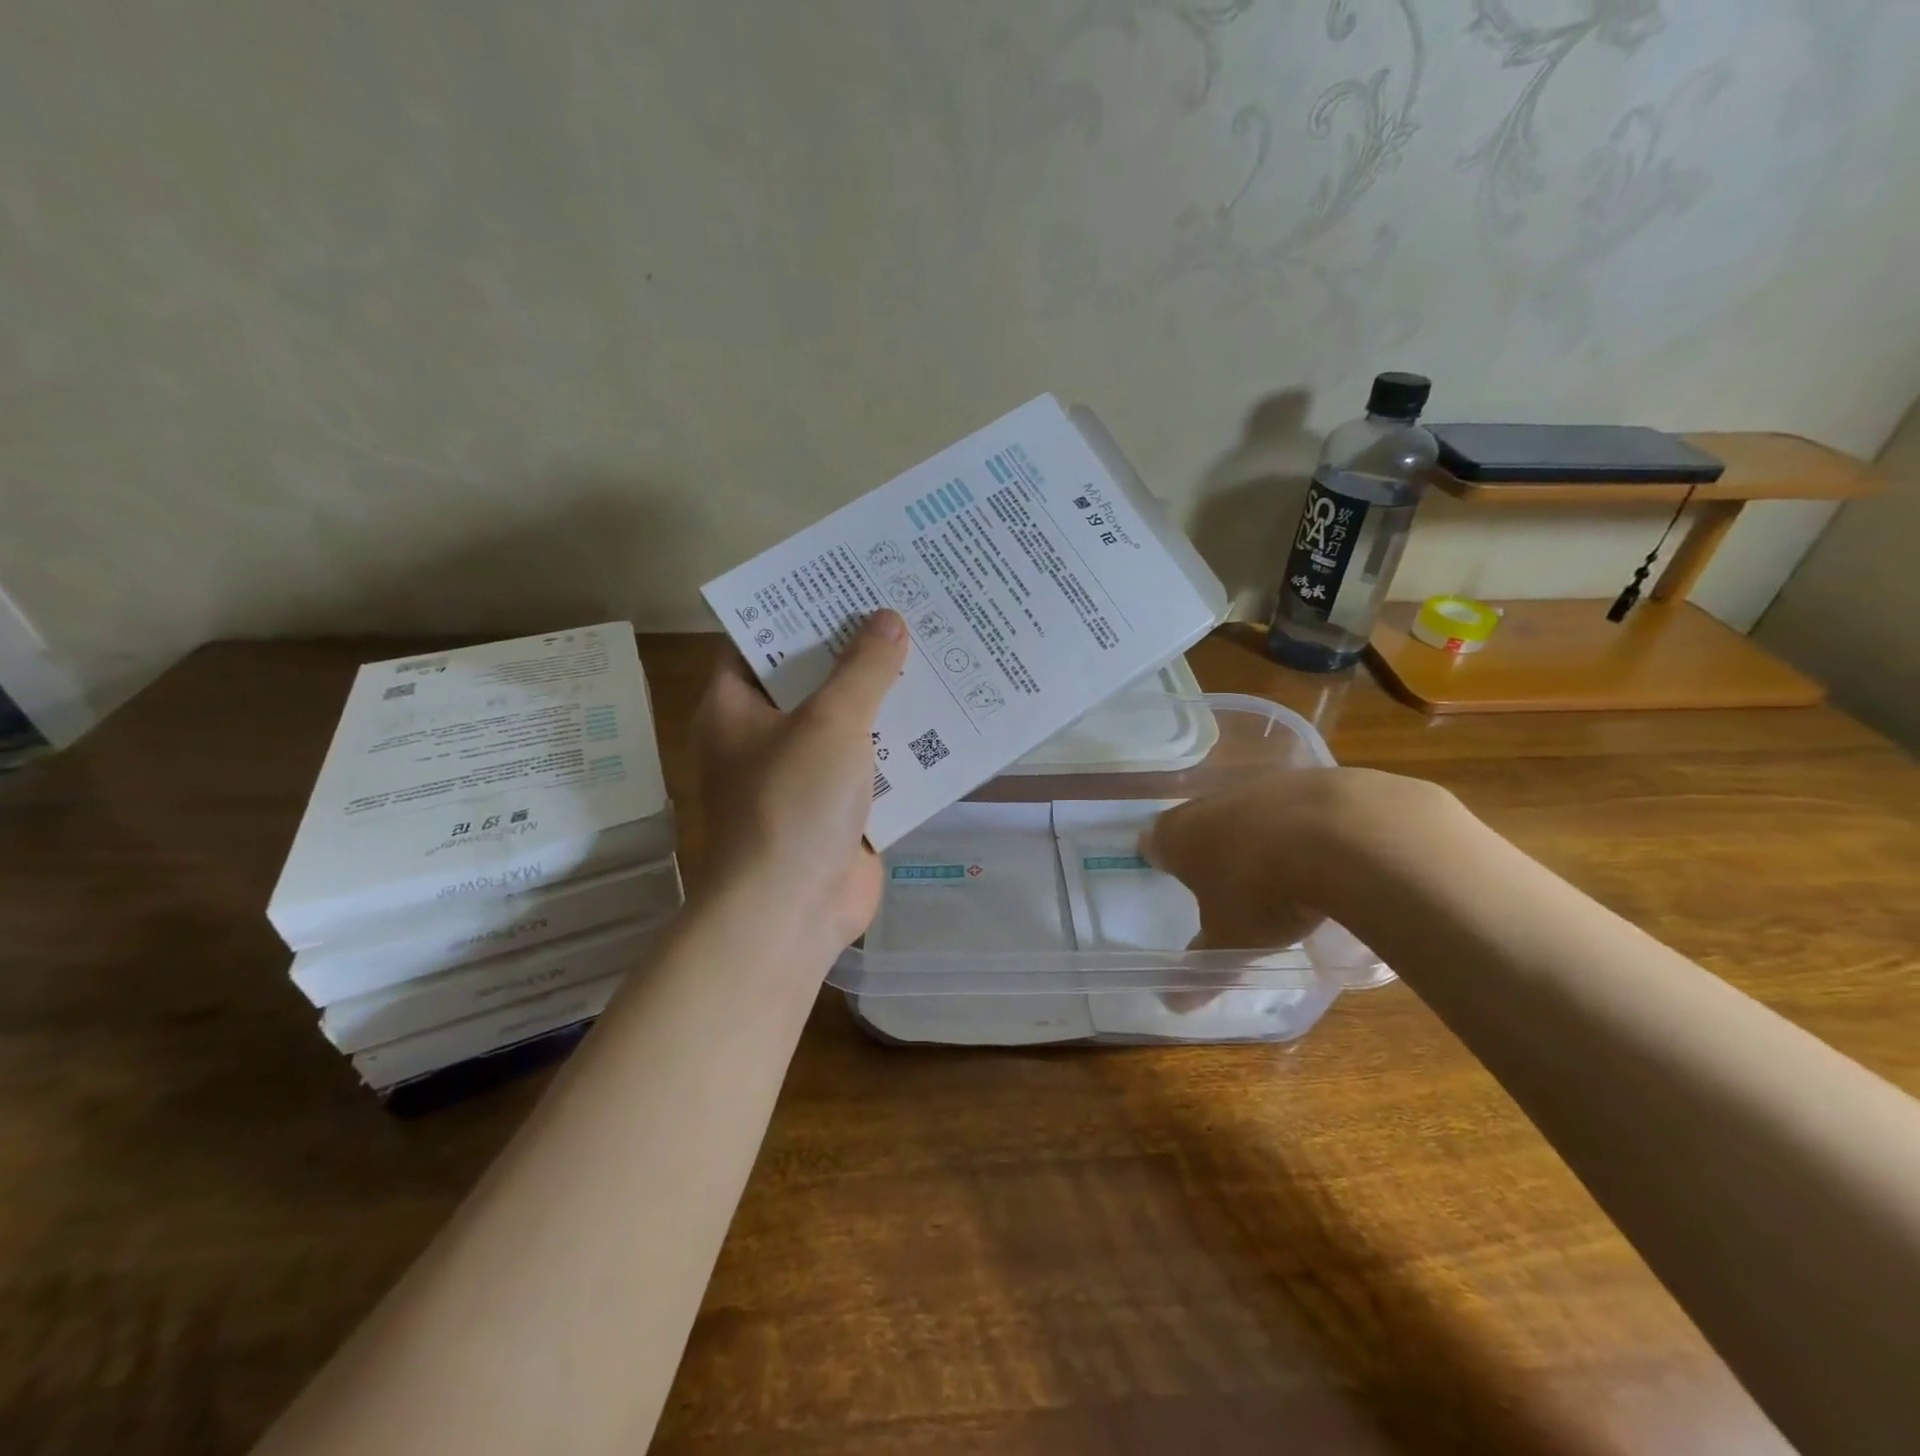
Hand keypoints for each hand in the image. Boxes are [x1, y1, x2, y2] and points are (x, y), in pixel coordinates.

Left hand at [692, 611, 909, 953]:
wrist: (791, 912)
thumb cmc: (792, 803)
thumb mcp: (830, 722)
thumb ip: (863, 668)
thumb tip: (889, 619)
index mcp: (736, 706)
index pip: (762, 641)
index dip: (802, 610)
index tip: (848, 582)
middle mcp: (764, 735)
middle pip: (813, 679)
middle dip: (857, 651)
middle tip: (907, 608)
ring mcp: (803, 774)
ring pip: (848, 723)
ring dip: (886, 698)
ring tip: (936, 651)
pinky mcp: (838, 808)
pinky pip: (872, 764)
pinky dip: (902, 746)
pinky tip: (945, 717)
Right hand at [1143, 766, 1458, 952]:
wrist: (1347, 838)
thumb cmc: (1264, 891)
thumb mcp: (1232, 939)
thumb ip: (1203, 965)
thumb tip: (1172, 1004)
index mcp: (1181, 835)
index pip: (1155, 841)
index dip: (1160, 856)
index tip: (1166, 870)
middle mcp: (1215, 802)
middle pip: (1201, 820)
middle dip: (1209, 844)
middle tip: (1221, 875)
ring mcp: (1267, 786)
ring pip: (1251, 810)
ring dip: (1259, 833)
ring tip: (1278, 869)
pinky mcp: (1316, 780)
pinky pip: (1300, 807)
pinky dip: (1307, 827)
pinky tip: (1328, 854)